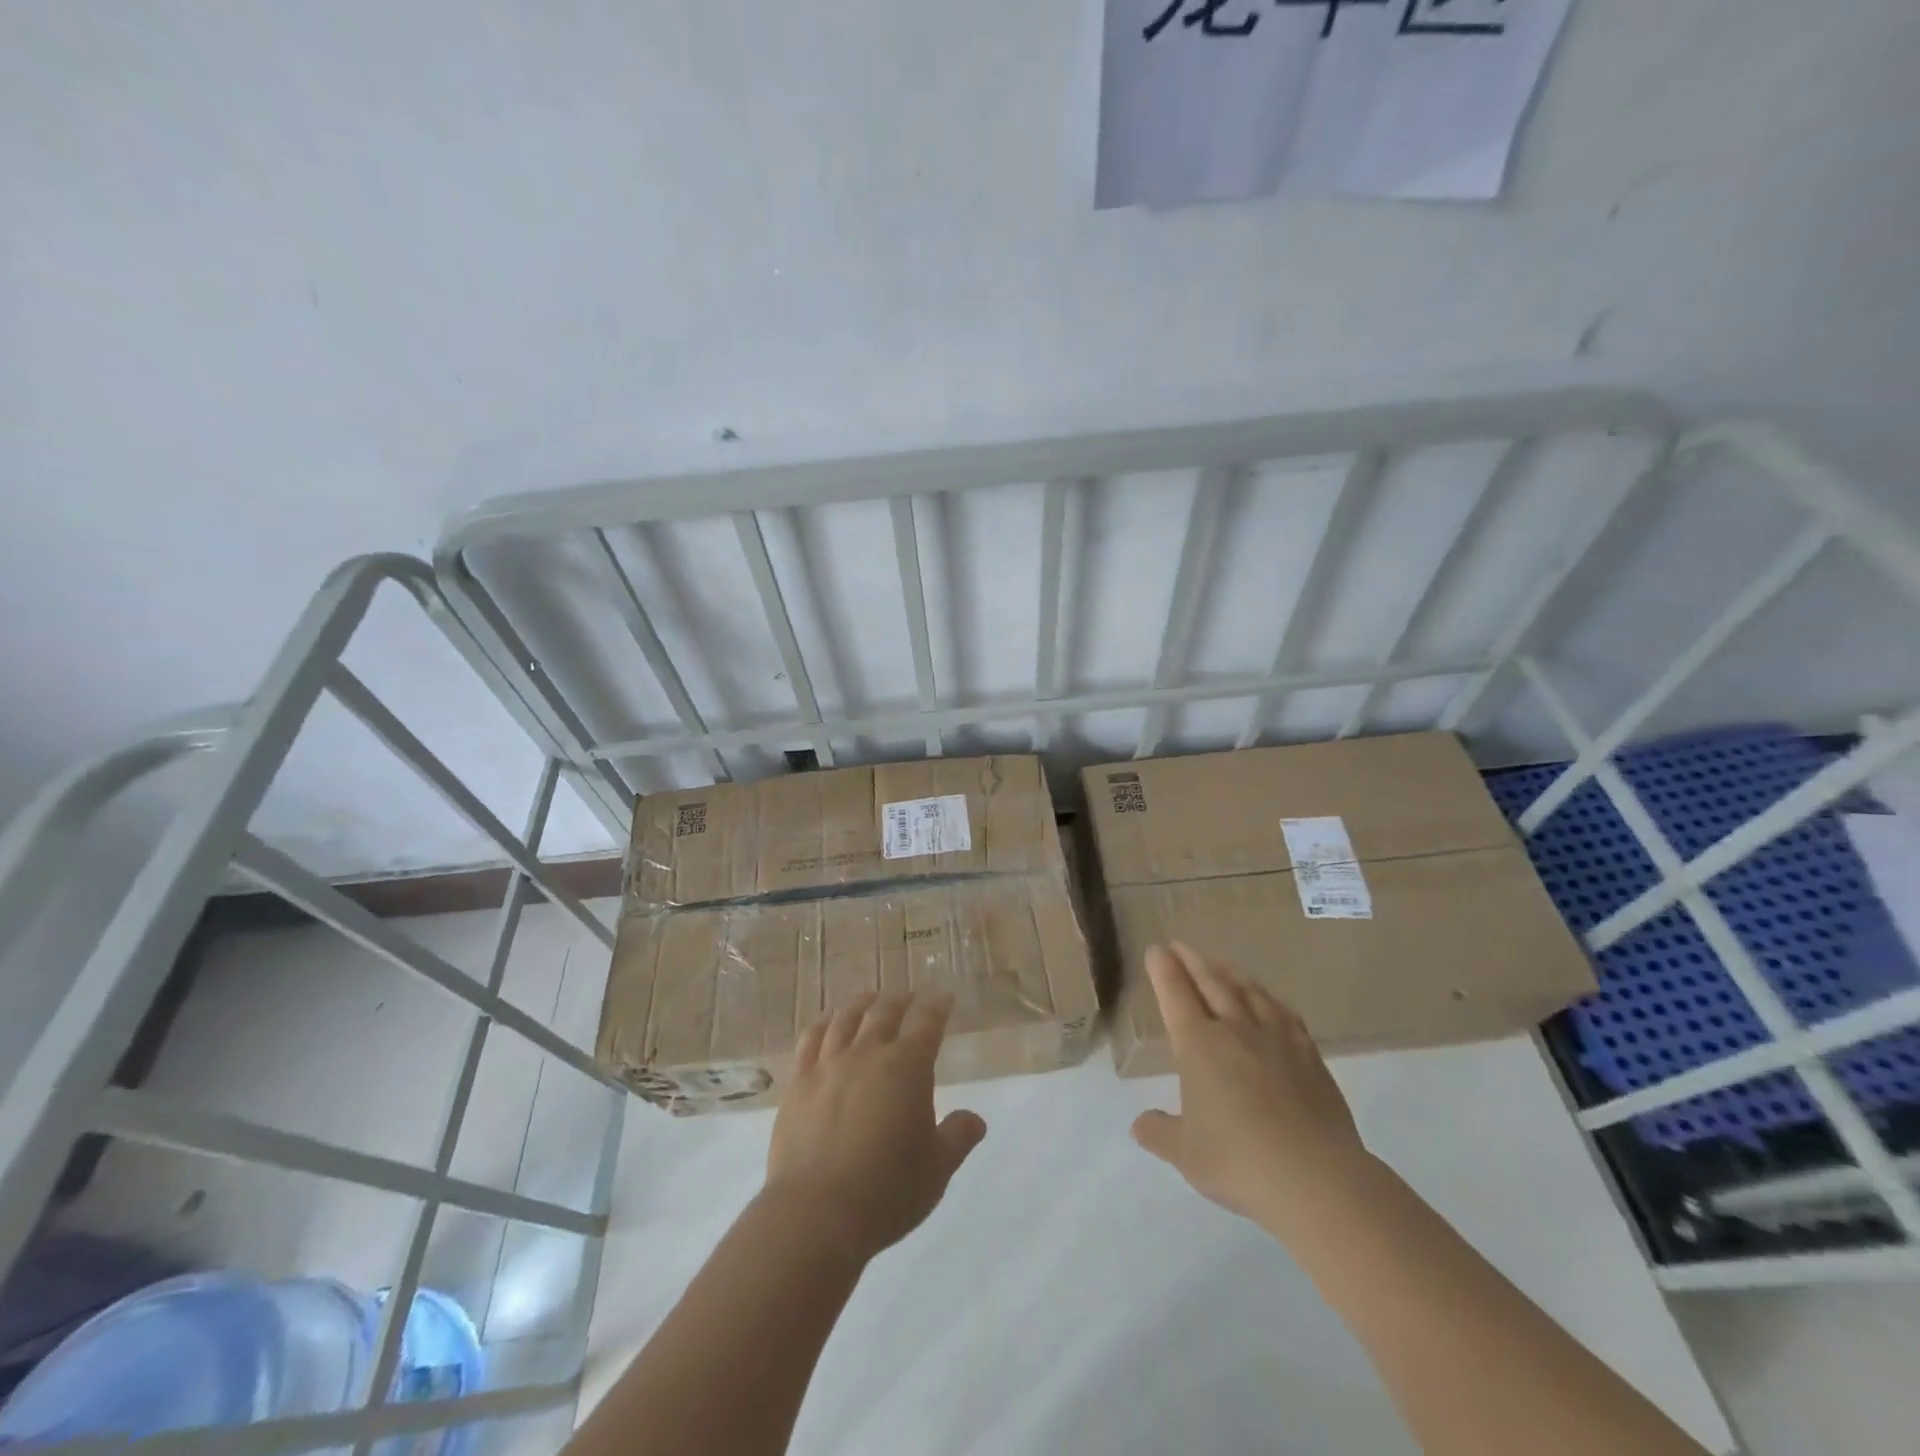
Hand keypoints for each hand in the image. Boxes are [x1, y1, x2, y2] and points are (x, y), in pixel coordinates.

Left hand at [764, 991, 987, 1263]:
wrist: (816, 1214)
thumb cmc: (886, 1192)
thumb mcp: (937, 1170)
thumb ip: (957, 1137)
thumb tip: (975, 1119)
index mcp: (907, 1066)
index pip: (927, 1020)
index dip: (937, 1005)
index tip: (943, 998)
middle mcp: (868, 1053)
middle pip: (885, 1010)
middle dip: (902, 1000)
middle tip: (910, 998)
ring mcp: (829, 1064)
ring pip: (847, 1017)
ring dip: (863, 1003)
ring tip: (871, 1000)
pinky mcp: (799, 1081)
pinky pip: (811, 1038)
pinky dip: (824, 1022)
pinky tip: (828, 1022)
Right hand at [1131, 943, 1366, 1229]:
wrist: (1317, 1178)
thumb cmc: (1239, 1161)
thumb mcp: (1185, 1154)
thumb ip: (1159, 1133)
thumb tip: (1140, 1124)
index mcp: (1197, 1044)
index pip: (1175, 993)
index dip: (1163, 969)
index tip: (1156, 950)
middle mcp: (1234, 1029)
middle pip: (1211, 982)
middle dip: (1191, 960)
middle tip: (1180, 946)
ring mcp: (1276, 1038)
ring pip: (1248, 990)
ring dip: (1229, 972)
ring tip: (1219, 962)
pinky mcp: (1309, 1054)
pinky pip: (1284, 1013)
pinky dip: (1268, 998)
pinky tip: (1269, 1000)